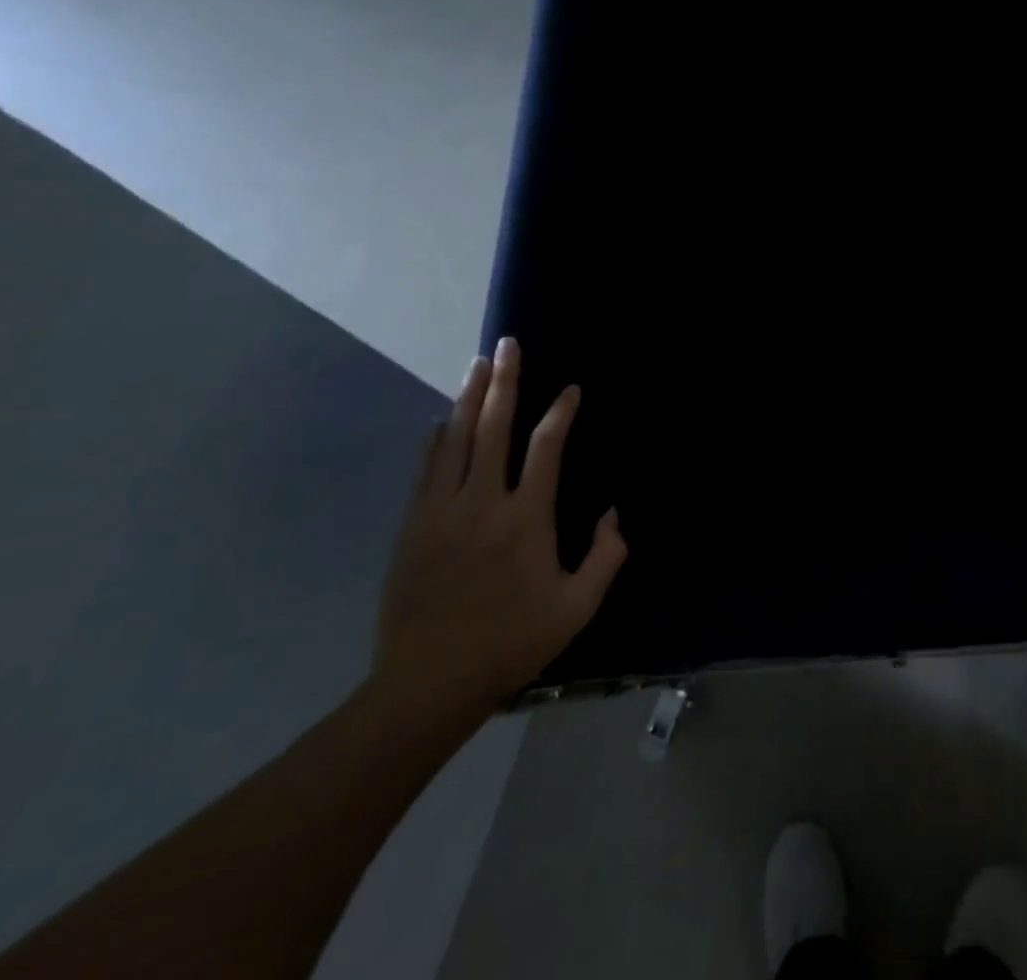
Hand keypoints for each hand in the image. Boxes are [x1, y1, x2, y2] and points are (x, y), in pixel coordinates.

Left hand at [373, 337, 626, 714]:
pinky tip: (443, 418)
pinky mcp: (413, 525)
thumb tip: (613, 513)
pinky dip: (438, 438)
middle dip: (505, 381)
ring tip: (479, 363)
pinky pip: (427, 468)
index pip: (546, 448)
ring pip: (456, 439)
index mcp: (525, 519)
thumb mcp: (577, 608)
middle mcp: (482, 502)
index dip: (560, 413)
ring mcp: (441, 511)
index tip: (571, 389)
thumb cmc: (511, 642)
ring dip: (470, 397)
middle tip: (509, 344)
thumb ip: (606, 557)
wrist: (427, 683)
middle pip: (494, 427)